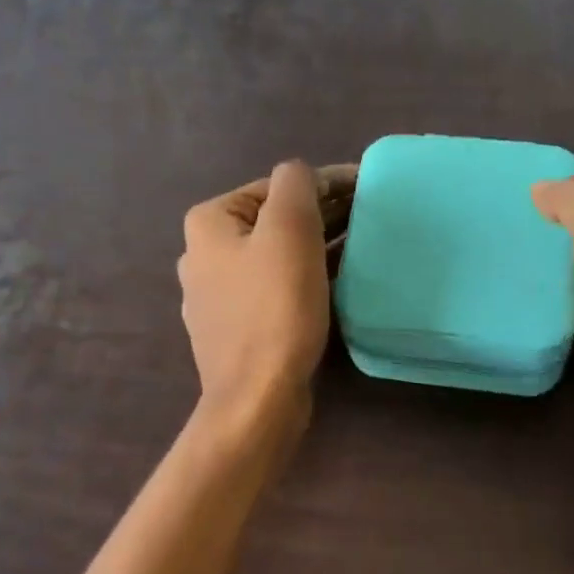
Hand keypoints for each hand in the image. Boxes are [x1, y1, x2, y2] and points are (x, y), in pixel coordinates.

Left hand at [179, 160, 356, 434]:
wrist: (257, 398)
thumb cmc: (275, 309)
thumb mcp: (290, 230)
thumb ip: (296, 184)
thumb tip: (302, 175)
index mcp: (209, 223)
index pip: (275, 187)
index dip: (325, 184)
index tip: (367, 190)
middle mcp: (203, 255)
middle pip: (273, 222)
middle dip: (321, 217)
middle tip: (369, 220)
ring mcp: (217, 297)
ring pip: (276, 258)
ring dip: (315, 249)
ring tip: (359, 251)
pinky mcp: (236, 330)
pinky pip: (275, 291)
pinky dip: (303, 282)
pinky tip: (332, 288)